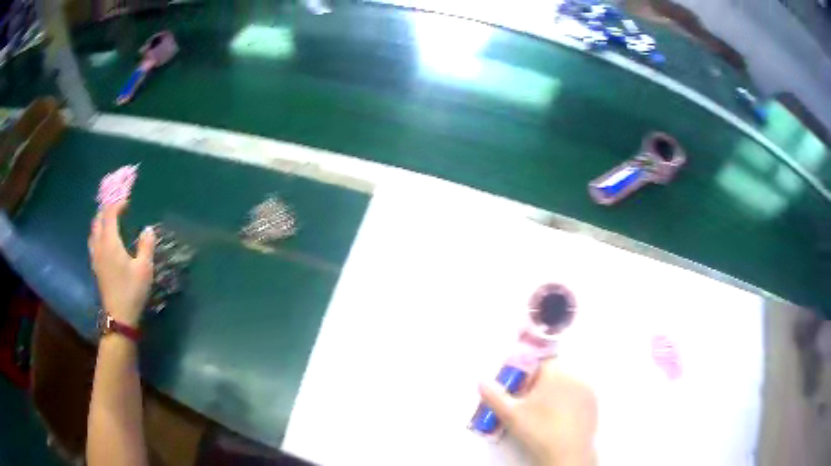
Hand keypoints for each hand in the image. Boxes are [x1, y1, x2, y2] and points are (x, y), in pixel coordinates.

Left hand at [89, 202, 154, 326]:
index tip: (127, 201)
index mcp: (110, 242)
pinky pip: (93, 241)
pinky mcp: (95, 266)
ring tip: (110, 220)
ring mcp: (95, 257)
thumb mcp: (144, 269)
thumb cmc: (132, 291)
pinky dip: (98, 233)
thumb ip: (146, 246)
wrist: (119, 317)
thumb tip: (148, 229)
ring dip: (100, 221)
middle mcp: (99, 246)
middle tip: (118, 207)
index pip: (109, 214)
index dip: (117, 204)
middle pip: (98, 220)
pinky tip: (104, 240)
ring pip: (93, 231)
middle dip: (106, 209)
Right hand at [480, 360, 597, 465]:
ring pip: (566, 385)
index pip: (539, 363)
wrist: (567, 453)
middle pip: (553, 373)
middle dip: (539, 385)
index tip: (519, 392)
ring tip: (542, 415)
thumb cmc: (538, 430)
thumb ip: (494, 395)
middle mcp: (575, 375)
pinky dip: (567, 404)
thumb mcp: (510, 414)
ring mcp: (588, 390)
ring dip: (554, 394)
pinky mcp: (594, 404)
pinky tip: (558, 421)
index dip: (526, 376)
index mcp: (556, 372)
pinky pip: (577, 396)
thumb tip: (481, 381)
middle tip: (528, 406)